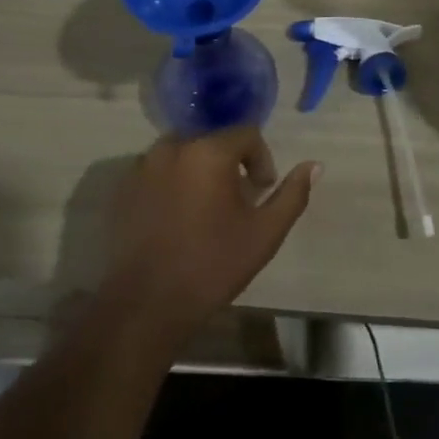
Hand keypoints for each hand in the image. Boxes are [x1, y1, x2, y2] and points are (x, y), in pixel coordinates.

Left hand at [98, 128, 318, 341]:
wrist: (147, 304)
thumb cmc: (212, 265)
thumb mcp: (265, 233)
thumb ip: (292, 194)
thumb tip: (315, 165)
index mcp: (208, 151)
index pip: (246, 134)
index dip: (260, 159)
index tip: (261, 192)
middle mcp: (173, 147)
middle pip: (211, 141)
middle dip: (229, 164)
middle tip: (235, 201)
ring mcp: (143, 166)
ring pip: (182, 154)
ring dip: (199, 171)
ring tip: (206, 209)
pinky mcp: (123, 188)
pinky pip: (157, 171)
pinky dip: (172, 184)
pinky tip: (177, 219)